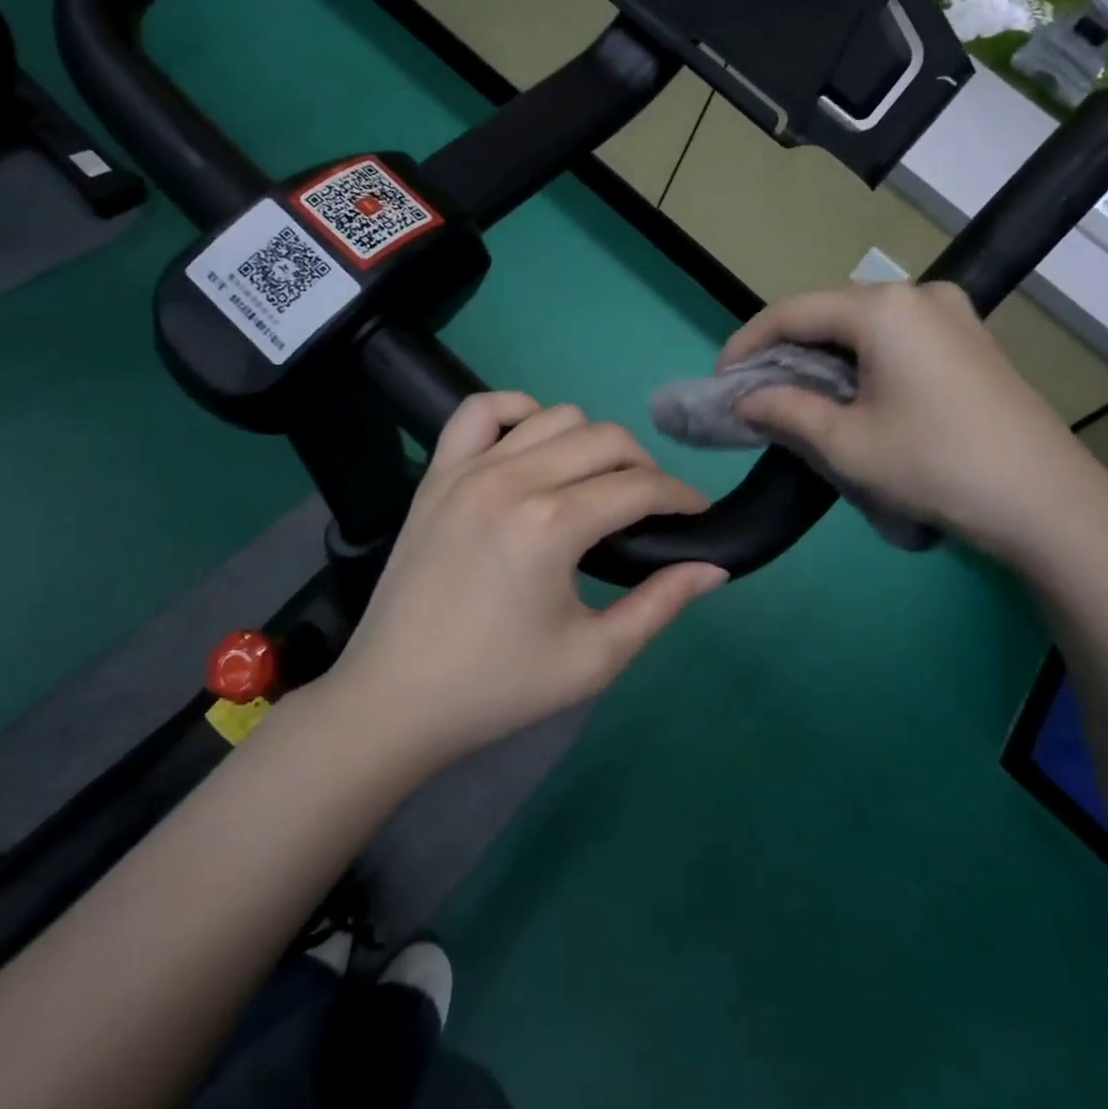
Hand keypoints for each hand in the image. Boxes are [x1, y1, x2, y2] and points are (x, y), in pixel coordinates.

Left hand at [327, 394, 727, 770]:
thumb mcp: (594, 660)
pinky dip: (518, 412)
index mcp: (552, 525)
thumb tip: (713, 567)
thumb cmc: (499, 687)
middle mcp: (512, 479)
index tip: (697, 515)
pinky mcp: (437, 473)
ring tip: (596, 484)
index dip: (681, 498)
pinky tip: (533, 446)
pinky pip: (481, 410)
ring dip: (591, 442)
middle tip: (651, 509)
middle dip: (645, 467)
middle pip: (605, 439)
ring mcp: (468, 469)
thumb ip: (660, 606)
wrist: (394, 699)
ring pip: (554, 416)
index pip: (640, 487)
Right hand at [720, 282, 1107, 568]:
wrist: (1046, 500)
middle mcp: (917, 294)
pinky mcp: (969, 339)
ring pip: (862, 325)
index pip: (791, 312)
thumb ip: (783, 411)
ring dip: (823, 356)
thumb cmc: (934, 465)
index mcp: (882, 309)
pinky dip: (861, 360)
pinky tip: (851, 394)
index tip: (721, 381)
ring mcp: (951, 314)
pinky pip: (896, 337)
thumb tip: (743, 400)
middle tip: (756, 392)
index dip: (747, 343)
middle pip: (828, 312)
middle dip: (785, 350)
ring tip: (797, 397)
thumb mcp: (845, 443)